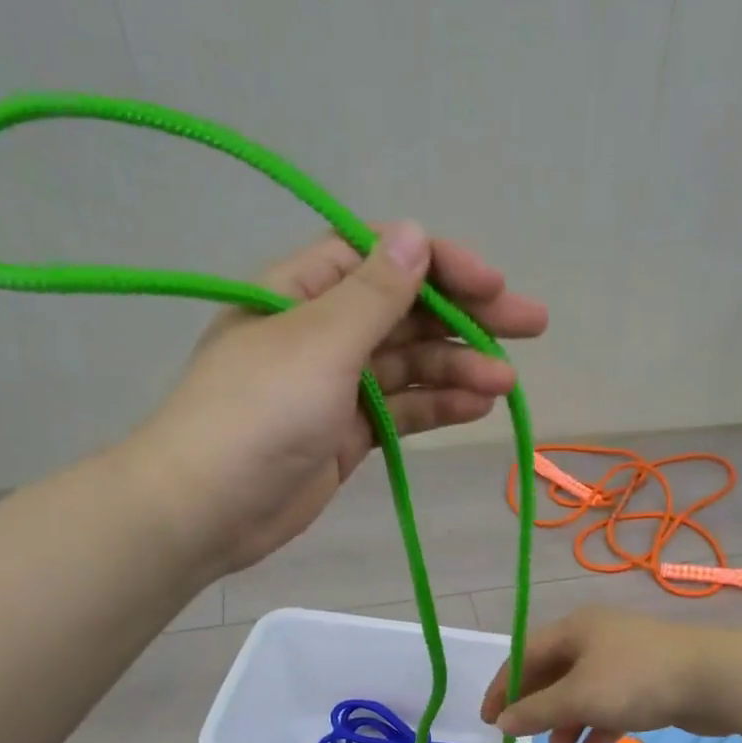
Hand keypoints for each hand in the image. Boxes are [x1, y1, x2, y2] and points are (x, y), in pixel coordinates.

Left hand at [123, 220, 547, 574]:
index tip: (492, 285)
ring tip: (507, 384)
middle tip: (532, 325)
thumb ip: (373, 295)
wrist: (209, 509)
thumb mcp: (319, 344)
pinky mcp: (348, 435)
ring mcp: (336, 387)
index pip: (381, 258)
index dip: (440, 264)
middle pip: (405, 312)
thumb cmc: (257, 414)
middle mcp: (322, 332)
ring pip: (409, 366)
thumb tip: (415, 233)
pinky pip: (401, 410)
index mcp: (302, 291)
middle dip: (466, 318)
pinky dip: (437, 407)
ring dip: (458, 370)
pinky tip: (478, 407)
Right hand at [481, 607, 741, 742]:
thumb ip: (537, 711)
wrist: (715, 679)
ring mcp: (624, 659)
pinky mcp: (648, 682)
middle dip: (538, 707)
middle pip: (553, 673)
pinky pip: (611, 704)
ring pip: (583, 691)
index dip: (503, 687)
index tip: (489, 720)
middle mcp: (597, 638)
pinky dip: (598, 726)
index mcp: (575, 629)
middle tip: (523, 736)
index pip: (525, 654)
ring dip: (567, 721)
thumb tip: (502, 722)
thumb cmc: (637, 681)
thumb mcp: (579, 697)